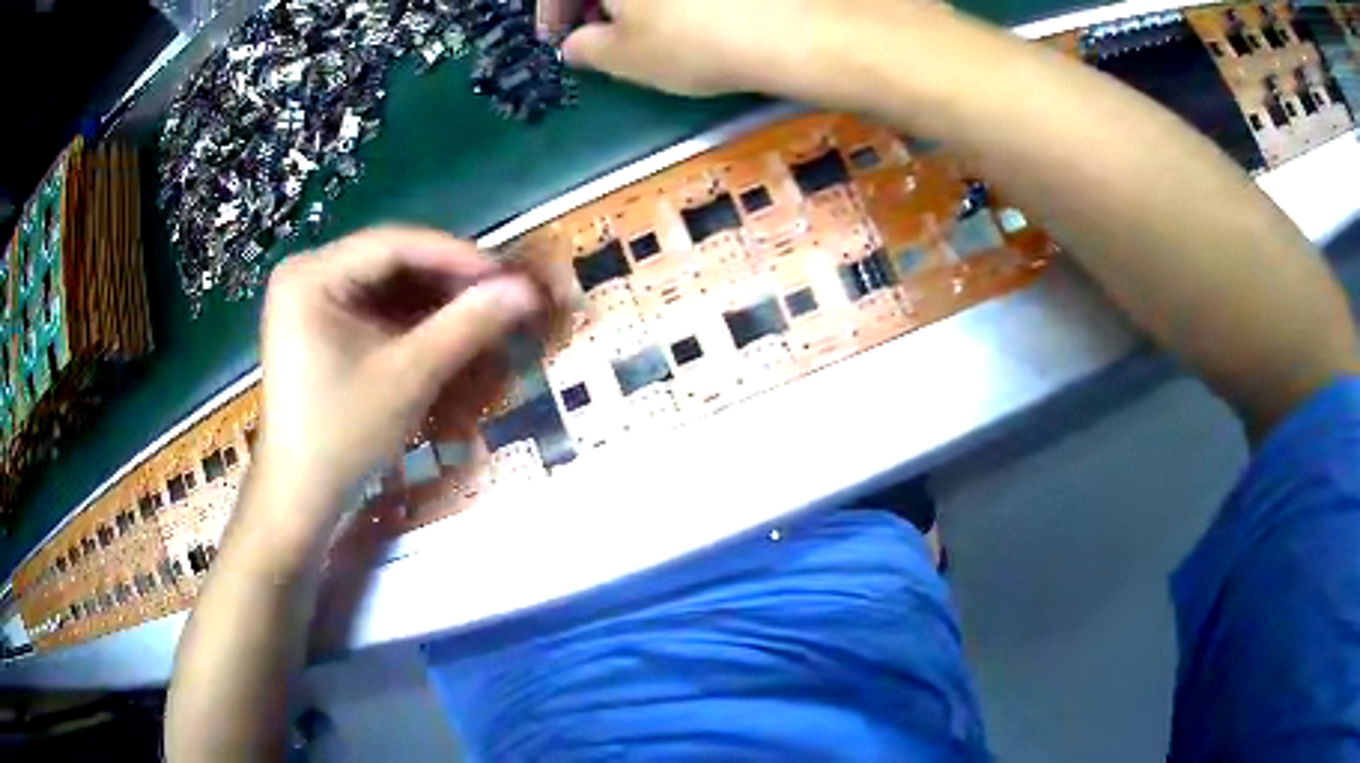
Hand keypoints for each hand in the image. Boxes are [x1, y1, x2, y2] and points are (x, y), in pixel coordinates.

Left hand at [254, 227, 562, 530]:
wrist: (300, 499)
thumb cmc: (342, 437)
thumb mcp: (407, 377)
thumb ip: (466, 326)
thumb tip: (525, 291)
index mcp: (311, 275)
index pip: (394, 245)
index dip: (456, 256)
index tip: (506, 275)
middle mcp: (306, 274)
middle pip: (389, 262)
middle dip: (446, 281)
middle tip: (498, 297)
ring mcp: (309, 301)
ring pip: (385, 284)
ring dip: (433, 300)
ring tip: (480, 315)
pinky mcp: (318, 326)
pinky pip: (373, 308)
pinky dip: (410, 320)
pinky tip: (444, 332)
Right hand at [563, 0, 880, 97]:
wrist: (793, 27)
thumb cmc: (691, 40)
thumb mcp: (623, 57)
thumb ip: (586, 49)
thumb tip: (577, 44)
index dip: (552, 12)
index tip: (557, 38)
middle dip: (593, 1)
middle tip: (599, 30)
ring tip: (645, 23)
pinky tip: (690, 10)